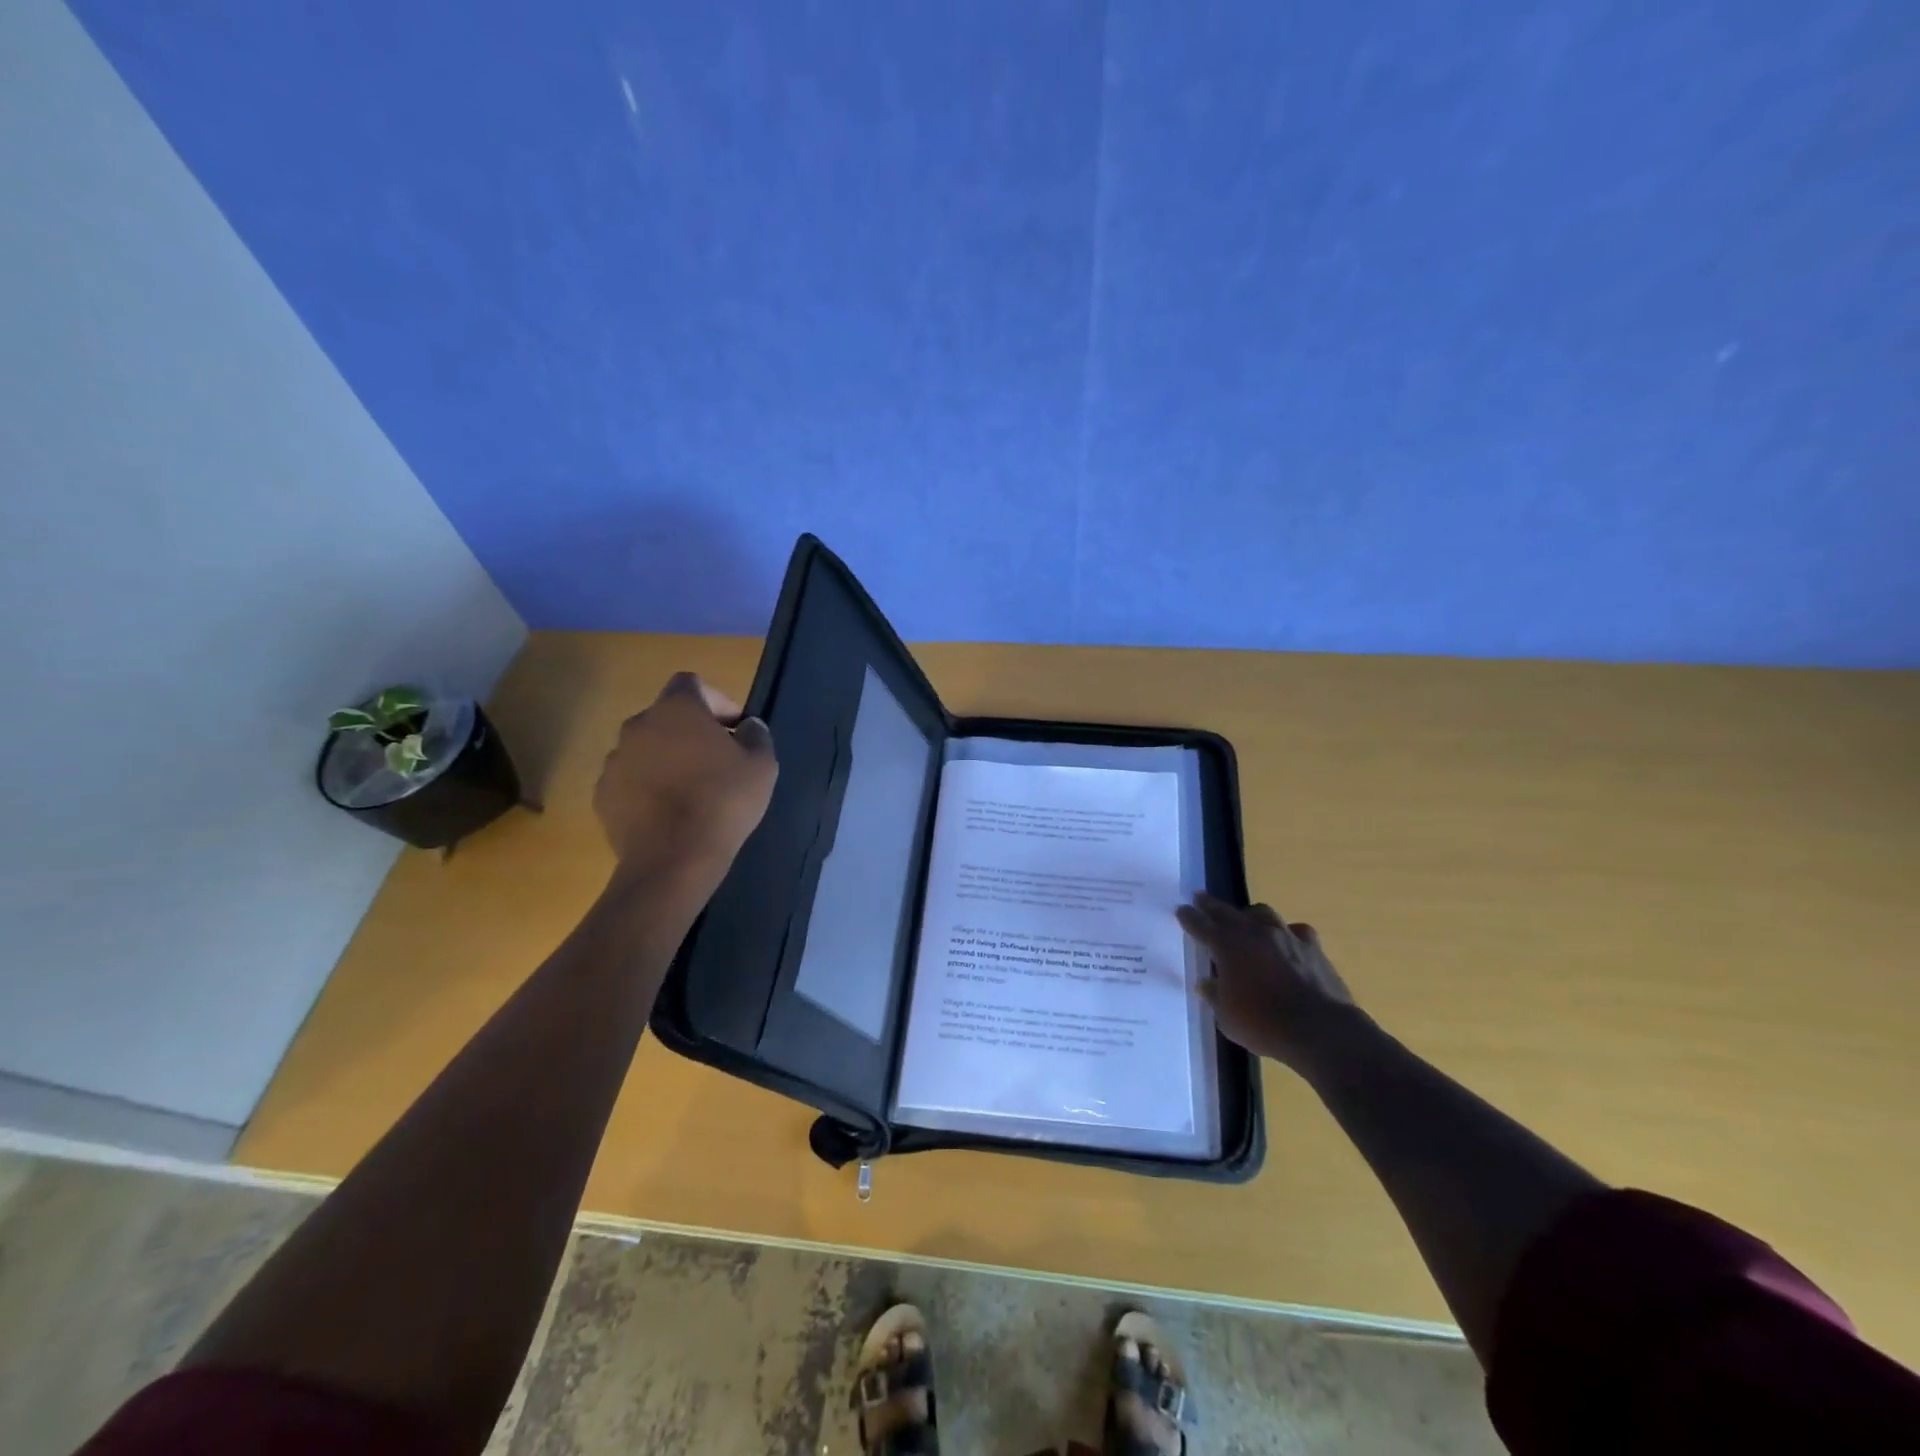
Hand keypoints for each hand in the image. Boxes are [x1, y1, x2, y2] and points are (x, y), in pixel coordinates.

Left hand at [593, 673, 776, 889]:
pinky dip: (648, 786)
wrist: (673, 859)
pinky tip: (668, 812)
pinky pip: (630, 779)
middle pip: (666, 716)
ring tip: (691, 789)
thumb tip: (748, 726)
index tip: (734, 727)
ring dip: (667, 758)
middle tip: (717, 759)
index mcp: (677, 710)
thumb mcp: (762, 765)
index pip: (691, 683)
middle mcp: (638, 725)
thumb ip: (756, 735)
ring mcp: (614, 760)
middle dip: (691, 731)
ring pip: (646, 748)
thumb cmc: (723, 802)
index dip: (716, 700)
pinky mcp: (603, 794)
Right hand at [1176, 893, 1356, 1070]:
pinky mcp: (1313, 947)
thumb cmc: (1264, 1024)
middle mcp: (1254, 932)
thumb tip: (1207, 983)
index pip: (1201, 925)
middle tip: (1201, 899)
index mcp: (1227, 945)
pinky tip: (1288, 941)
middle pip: (1227, 911)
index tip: (1181, 909)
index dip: (1189, 917)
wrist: (1320, 1030)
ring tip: (1246, 920)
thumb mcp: (1227, 1017)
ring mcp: (1285, 936)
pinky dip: (1288, 934)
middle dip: (1211, 905)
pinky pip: (1296, 931)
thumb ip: (1215, 995)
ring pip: (1263, 913)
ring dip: (1250, 916)